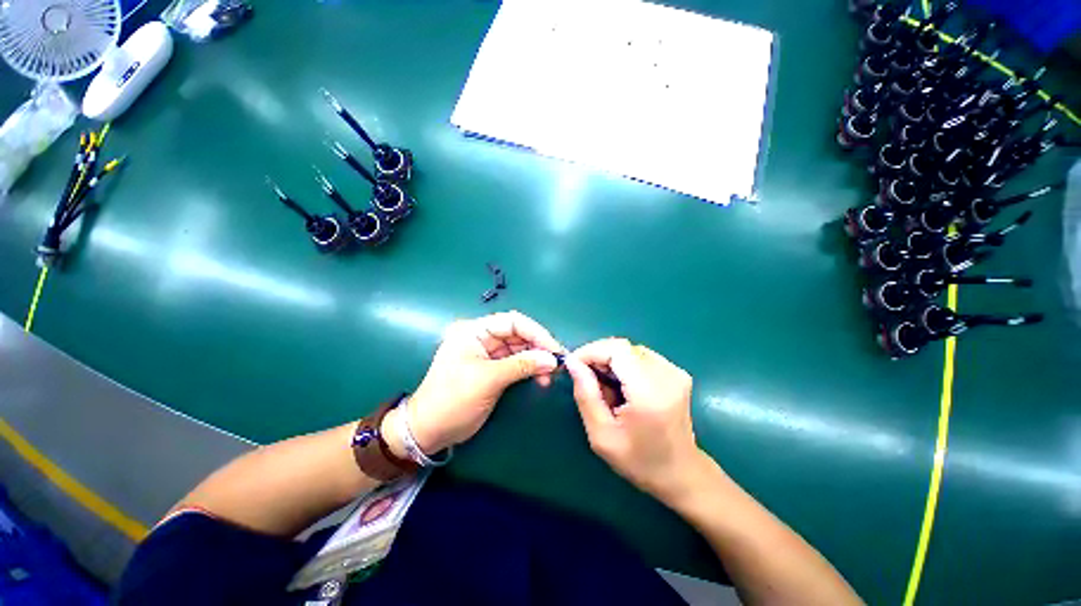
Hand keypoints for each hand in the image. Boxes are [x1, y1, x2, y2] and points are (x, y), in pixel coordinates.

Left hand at [390, 311, 562, 454]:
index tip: (555, 349)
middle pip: (518, 334)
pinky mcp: (493, 369)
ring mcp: (488, 354)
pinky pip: (517, 363)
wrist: (429, 431)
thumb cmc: (453, 400)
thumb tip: (553, 359)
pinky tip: (541, 378)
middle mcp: (482, 337)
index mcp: (474, 331)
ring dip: (537, 359)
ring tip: (551, 374)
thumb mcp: (488, 380)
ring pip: (520, 349)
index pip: (512, 322)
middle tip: (558, 363)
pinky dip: (531, 369)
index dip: (536, 332)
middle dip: (539, 347)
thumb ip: (522, 365)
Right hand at [564, 338, 702, 500]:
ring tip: (603, 385)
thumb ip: (586, 395)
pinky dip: (624, 364)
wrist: (681, 473)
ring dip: (610, 360)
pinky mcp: (676, 372)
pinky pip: (641, 356)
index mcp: (650, 393)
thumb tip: (572, 363)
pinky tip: (621, 385)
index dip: (591, 351)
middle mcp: (666, 375)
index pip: (617, 350)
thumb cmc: (639, 461)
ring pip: (630, 350)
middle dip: (598, 356)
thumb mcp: (602, 435)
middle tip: (585, 378)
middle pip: (623, 347)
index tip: (573, 365)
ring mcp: (675, 371)